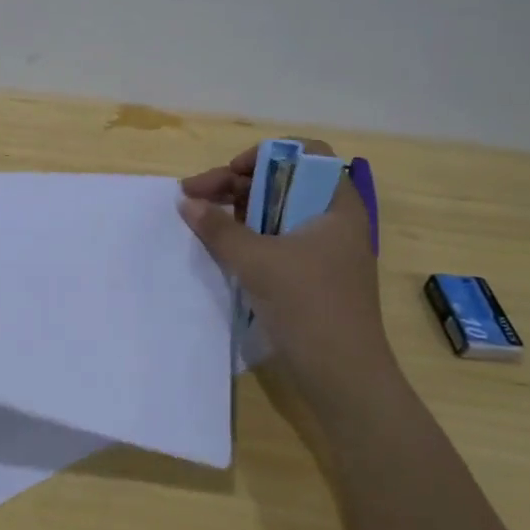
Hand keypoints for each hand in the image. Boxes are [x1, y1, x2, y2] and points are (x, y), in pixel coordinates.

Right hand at [178, 140, 396, 406]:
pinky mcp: (312, 275)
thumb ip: (218, 228)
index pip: (305, 154)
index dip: (264, 156)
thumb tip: (186, 202)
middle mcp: (334, 219)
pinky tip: (222, 246)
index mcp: (337, 204)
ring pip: (277, 212)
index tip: (230, 174)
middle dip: (237, 184)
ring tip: (202, 220)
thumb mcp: (257, 261)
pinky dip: (249, 236)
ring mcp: (324, 249)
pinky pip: (277, 240)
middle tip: (195, 197)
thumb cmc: (308, 305)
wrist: (343, 375)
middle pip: (284, 182)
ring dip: (238, 210)